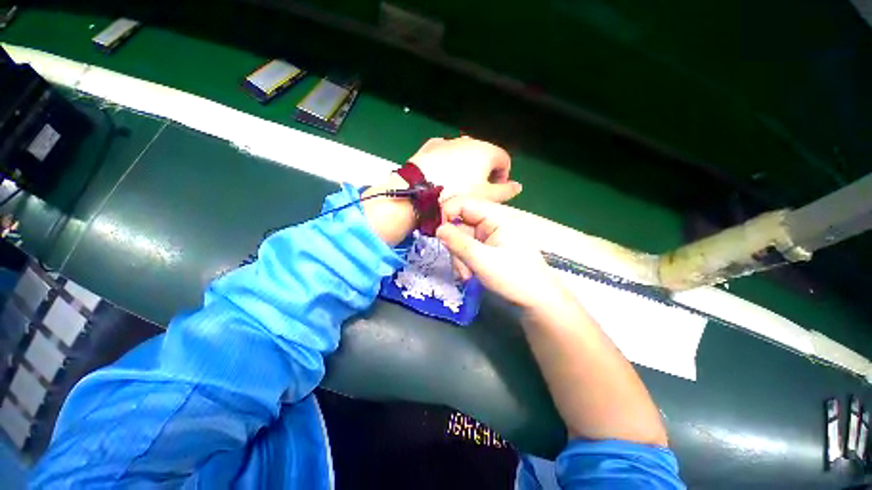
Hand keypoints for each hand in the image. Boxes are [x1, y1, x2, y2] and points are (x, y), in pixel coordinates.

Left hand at [363, 137, 520, 245]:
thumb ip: (505, 191)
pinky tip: (441, 175)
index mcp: (486, 151)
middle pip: (483, 155)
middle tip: (476, 190)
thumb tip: (518, 187)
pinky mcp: (430, 146)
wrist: (418, 191)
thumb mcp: (485, 197)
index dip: (503, 176)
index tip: (495, 190)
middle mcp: (469, 141)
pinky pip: (445, 154)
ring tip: (456, 186)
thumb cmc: (457, 194)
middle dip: (484, 172)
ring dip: (465, 167)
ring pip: (463, 154)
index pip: (504, 160)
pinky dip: (448, 162)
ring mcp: (448, 142)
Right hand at [436, 198, 562, 308]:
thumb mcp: (483, 261)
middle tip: (459, 266)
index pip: (465, 205)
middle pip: (461, 225)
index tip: (435, 232)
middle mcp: (491, 224)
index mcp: (496, 218)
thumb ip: (458, 243)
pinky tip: (468, 276)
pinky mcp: (487, 250)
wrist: (537, 301)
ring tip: (466, 276)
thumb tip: (437, 228)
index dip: (447, 213)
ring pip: (461, 240)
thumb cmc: (515, 278)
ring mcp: (488, 238)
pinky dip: (464, 262)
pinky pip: (467, 250)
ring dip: (459, 258)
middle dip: (455, 246)